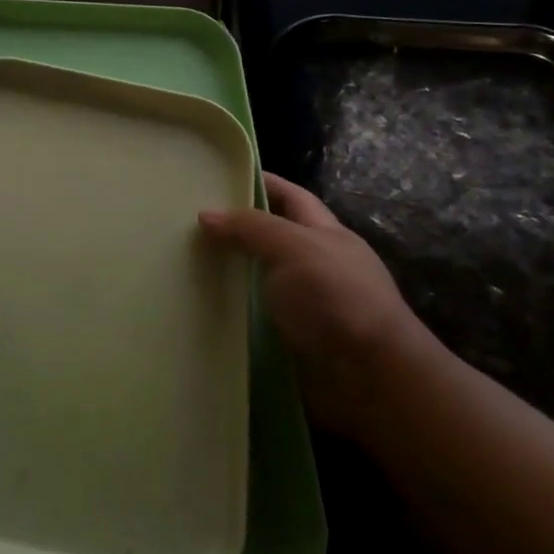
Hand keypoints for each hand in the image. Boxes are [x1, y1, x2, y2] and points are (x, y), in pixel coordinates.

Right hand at [200, 173, 430, 433]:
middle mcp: (316, 264)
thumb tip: (205, 214)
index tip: (219, 175)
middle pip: (271, 236)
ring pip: (259, 277)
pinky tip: (202, 306)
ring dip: (229, 271)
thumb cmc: (338, 298)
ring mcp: (306, 303)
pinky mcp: (293, 338)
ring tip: (183, 263)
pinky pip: (255, 315)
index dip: (260, 181)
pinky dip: (232, 309)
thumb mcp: (294, 247)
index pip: (290, 196)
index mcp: (325, 234)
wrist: (371, 378)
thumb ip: (251, 227)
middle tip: (186, 222)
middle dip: (235, 228)